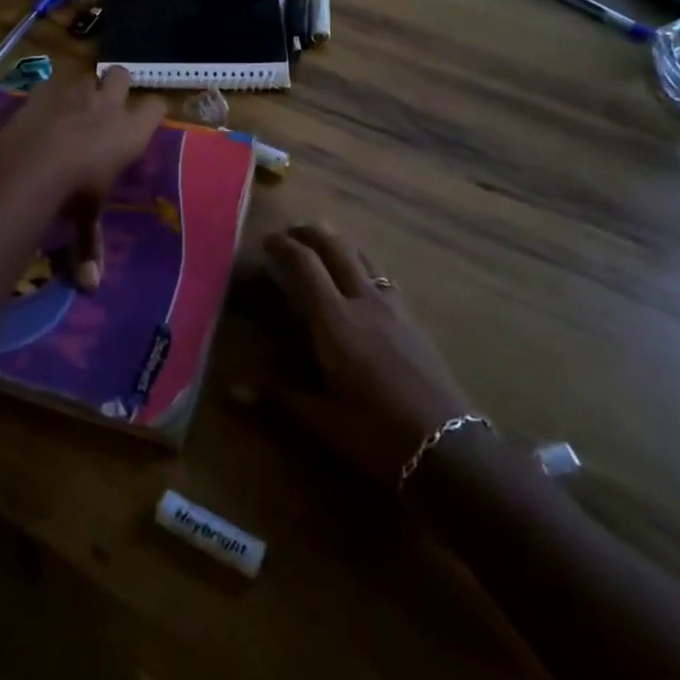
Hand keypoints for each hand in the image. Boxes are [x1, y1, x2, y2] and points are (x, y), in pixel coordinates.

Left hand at [0, 67, 164, 290]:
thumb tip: (91, 286)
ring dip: (83, 87)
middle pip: (122, 74)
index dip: (153, 111)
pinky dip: (49, 91)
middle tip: (108, 104)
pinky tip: (42, 107)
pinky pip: (52, 81)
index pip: (156, 107)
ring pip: (88, 75)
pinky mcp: (44, 89)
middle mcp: (108, 105)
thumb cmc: (75, 190)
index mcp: (131, 132)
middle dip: (117, 84)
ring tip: (74, 105)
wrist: (33, 162)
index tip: (147, 120)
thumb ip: (91, 245)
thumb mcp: (86, 218)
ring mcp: (75, 92)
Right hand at [265, 225, 477, 484]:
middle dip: (311, 233)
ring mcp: (392, 306)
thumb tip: (232, 391)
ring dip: (338, 244)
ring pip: (362, 256)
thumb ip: (278, 395)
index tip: (267, 241)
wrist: (447, 446)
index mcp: (335, 320)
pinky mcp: (412, 318)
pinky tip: (360, 285)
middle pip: (336, 246)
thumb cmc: (376, 434)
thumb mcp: (322, 419)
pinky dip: (361, 266)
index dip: (284, 245)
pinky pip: (381, 276)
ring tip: (322, 250)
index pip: (305, 264)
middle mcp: (363, 300)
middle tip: (291, 234)